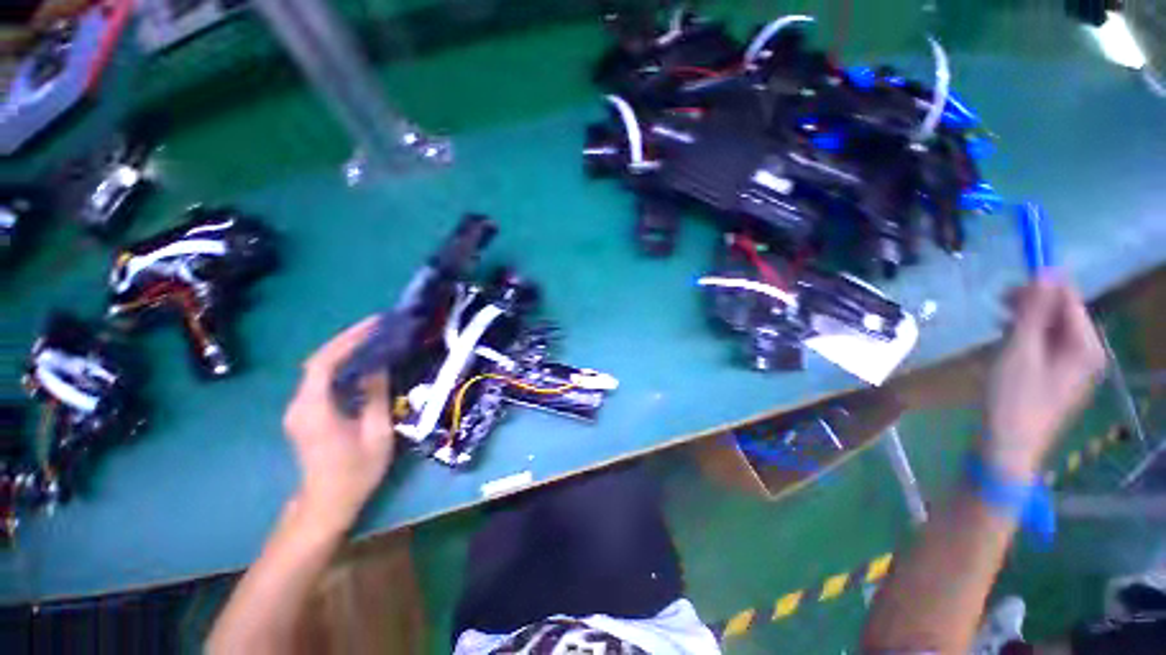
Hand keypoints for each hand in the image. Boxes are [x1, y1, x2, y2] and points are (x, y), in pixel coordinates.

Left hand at [282, 318, 394, 535]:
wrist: (327, 503)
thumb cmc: (356, 471)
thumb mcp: (376, 432)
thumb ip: (375, 396)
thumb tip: (378, 365)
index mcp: (314, 409)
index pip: (323, 363)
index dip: (347, 340)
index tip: (373, 325)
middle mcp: (299, 405)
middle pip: (318, 361)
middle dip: (347, 340)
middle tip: (377, 327)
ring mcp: (299, 410)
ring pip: (319, 370)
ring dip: (345, 351)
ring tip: (373, 339)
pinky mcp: (305, 414)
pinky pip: (321, 381)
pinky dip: (341, 367)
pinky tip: (362, 363)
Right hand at [983, 276, 1105, 477]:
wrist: (1008, 446)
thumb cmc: (1014, 398)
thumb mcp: (1020, 351)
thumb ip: (1034, 312)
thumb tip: (1045, 272)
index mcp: (1086, 347)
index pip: (1070, 301)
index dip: (1043, 286)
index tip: (1010, 283)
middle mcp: (1087, 353)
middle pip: (1063, 314)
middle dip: (1033, 305)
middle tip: (998, 304)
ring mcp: (1073, 368)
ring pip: (1051, 330)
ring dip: (1026, 321)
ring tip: (998, 325)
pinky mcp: (1057, 377)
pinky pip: (1046, 346)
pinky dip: (1026, 338)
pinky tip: (1006, 343)